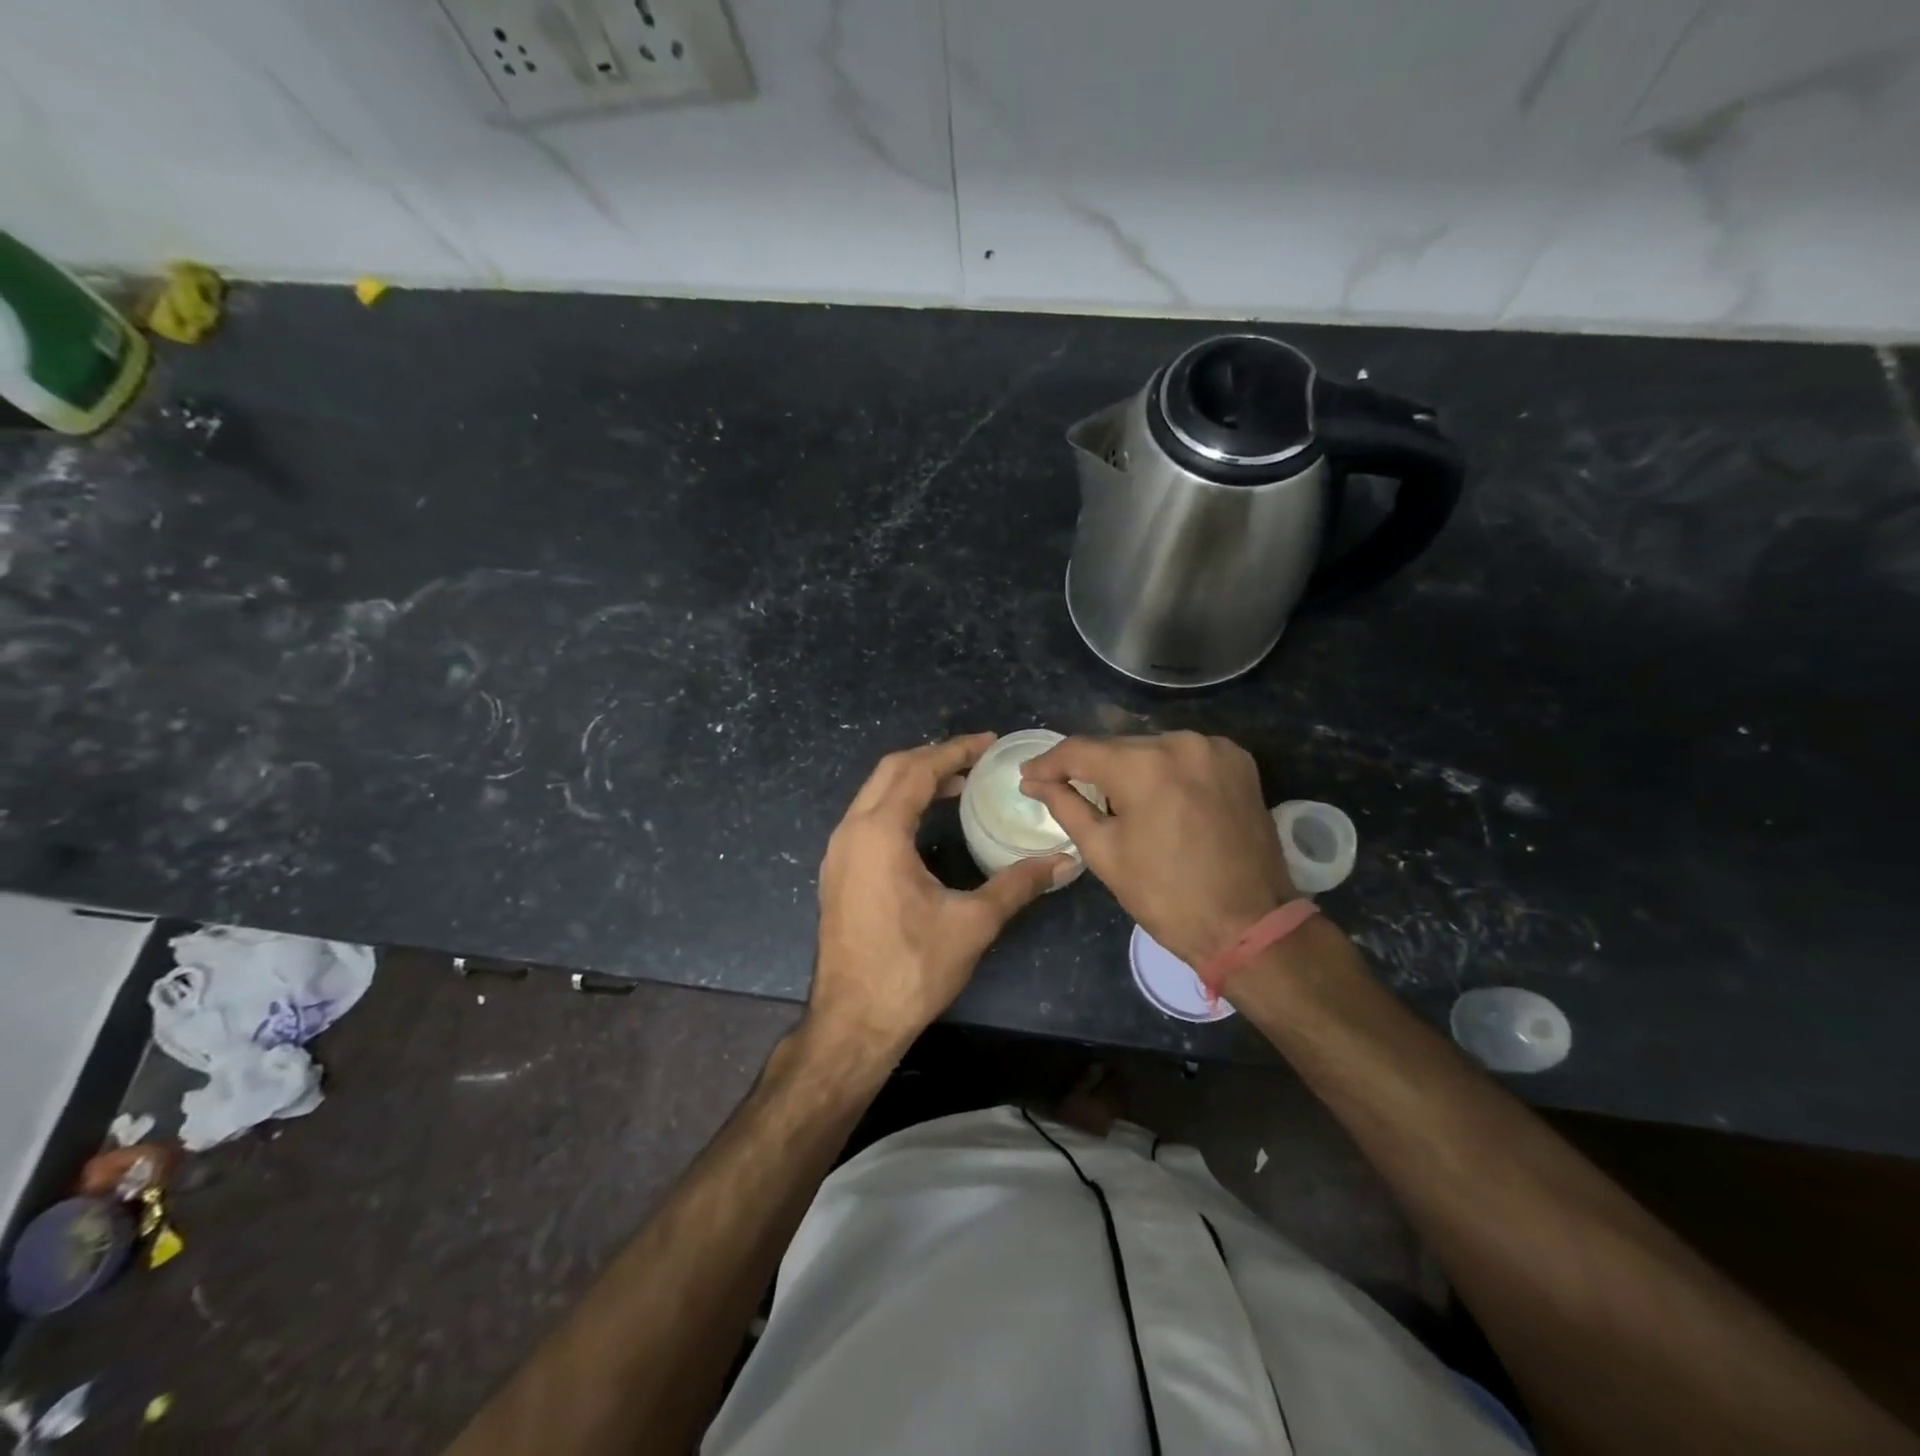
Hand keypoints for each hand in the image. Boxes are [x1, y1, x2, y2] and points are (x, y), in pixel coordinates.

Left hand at [811, 734, 1070, 1063]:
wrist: (852, 1022)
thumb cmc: (911, 969)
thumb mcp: (972, 923)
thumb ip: (1018, 884)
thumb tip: (1065, 861)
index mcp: (879, 832)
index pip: (918, 770)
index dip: (956, 751)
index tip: (990, 743)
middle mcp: (851, 831)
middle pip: (891, 771)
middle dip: (934, 758)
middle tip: (977, 760)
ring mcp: (838, 852)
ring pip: (875, 794)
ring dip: (915, 781)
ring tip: (959, 785)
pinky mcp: (838, 872)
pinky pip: (868, 818)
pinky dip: (899, 805)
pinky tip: (927, 822)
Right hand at [1020, 731, 1294, 966]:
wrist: (1249, 925)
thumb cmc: (1166, 896)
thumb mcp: (1104, 852)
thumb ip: (1066, 806)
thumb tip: (1033, 781)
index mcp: (1143, 765)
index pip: (1080, 750)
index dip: (1048, 762)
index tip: (1028, 776)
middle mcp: (1180, 742)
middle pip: (1117, 746)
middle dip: (1088, 767)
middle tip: (1062, 787)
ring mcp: (1214, 748)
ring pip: (1152, 748)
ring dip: (1127, 767)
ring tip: (1111, 796)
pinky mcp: (1239, 761)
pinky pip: (1185, 755)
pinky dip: (1164, 769)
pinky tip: (1156, 794)